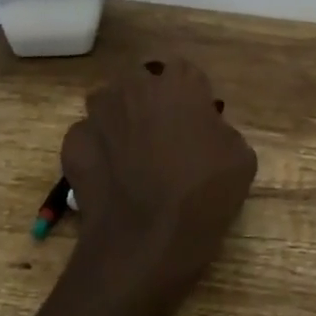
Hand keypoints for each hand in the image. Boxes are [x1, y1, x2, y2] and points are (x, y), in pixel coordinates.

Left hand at [62, 58, 257, 307]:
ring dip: (120, 121)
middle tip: (165, 137)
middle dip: (151, 102)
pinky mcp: (74, 145)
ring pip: (110, 106)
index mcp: (178, 83)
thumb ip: (221, 129)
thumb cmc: (203, 194)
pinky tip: (111, 177)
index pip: (185, 72)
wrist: (146, 243)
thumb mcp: (241, 157)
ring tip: (133, 156)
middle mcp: (134, 88)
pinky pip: (88, 138)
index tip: (197, 122)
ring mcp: (98, 115)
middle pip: (142, 83)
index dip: (192, 96)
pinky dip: (97, 150)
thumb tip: (206, 131)